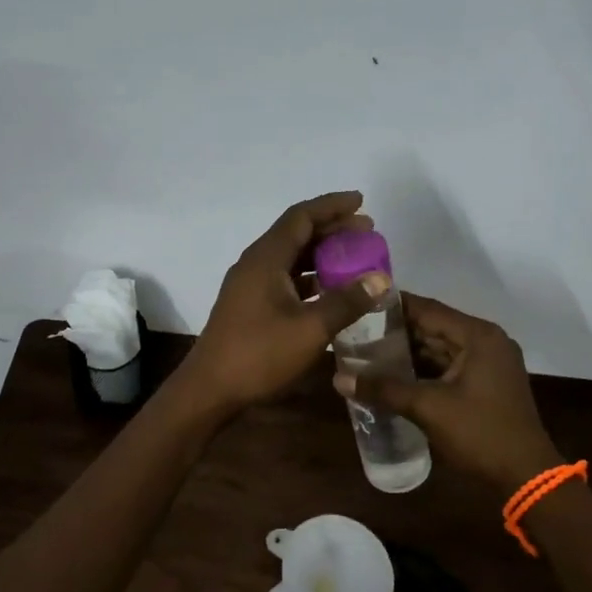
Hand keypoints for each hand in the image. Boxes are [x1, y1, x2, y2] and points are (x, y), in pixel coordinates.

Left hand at [179, 191, 392, 413]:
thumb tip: (381, 278)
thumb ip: (347, 301)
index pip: (301, 217)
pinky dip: (309, 276)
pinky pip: (284, 276)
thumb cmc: (259, 355)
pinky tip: (330, 290)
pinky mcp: (249, 304)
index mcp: (266, 259)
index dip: (332, 206)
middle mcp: (255, 263)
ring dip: (321, 253)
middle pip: (296, 233)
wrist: (210, 389)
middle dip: (331, 228)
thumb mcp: (310, 329)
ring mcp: (249, 284)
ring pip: (290, 256)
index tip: (361, 201)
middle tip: (367, 232)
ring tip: (355, 258)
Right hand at [333, 293, 562, 495]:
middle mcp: (485, 341)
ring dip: (408, 352)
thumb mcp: (428, 408)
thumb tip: (338, 378)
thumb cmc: (480, 433)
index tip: (359, 303)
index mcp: (477, 335)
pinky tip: (392, 375)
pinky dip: (423, 369)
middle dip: (396, 331)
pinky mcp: (486, 383)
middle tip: (355, 330)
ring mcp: (488, 362)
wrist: (525, 476)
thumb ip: (384, 389)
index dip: (392, 306)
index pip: (427, 308)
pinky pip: (448, 365)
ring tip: (366, 351)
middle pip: (433, 326)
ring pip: (439, 348)